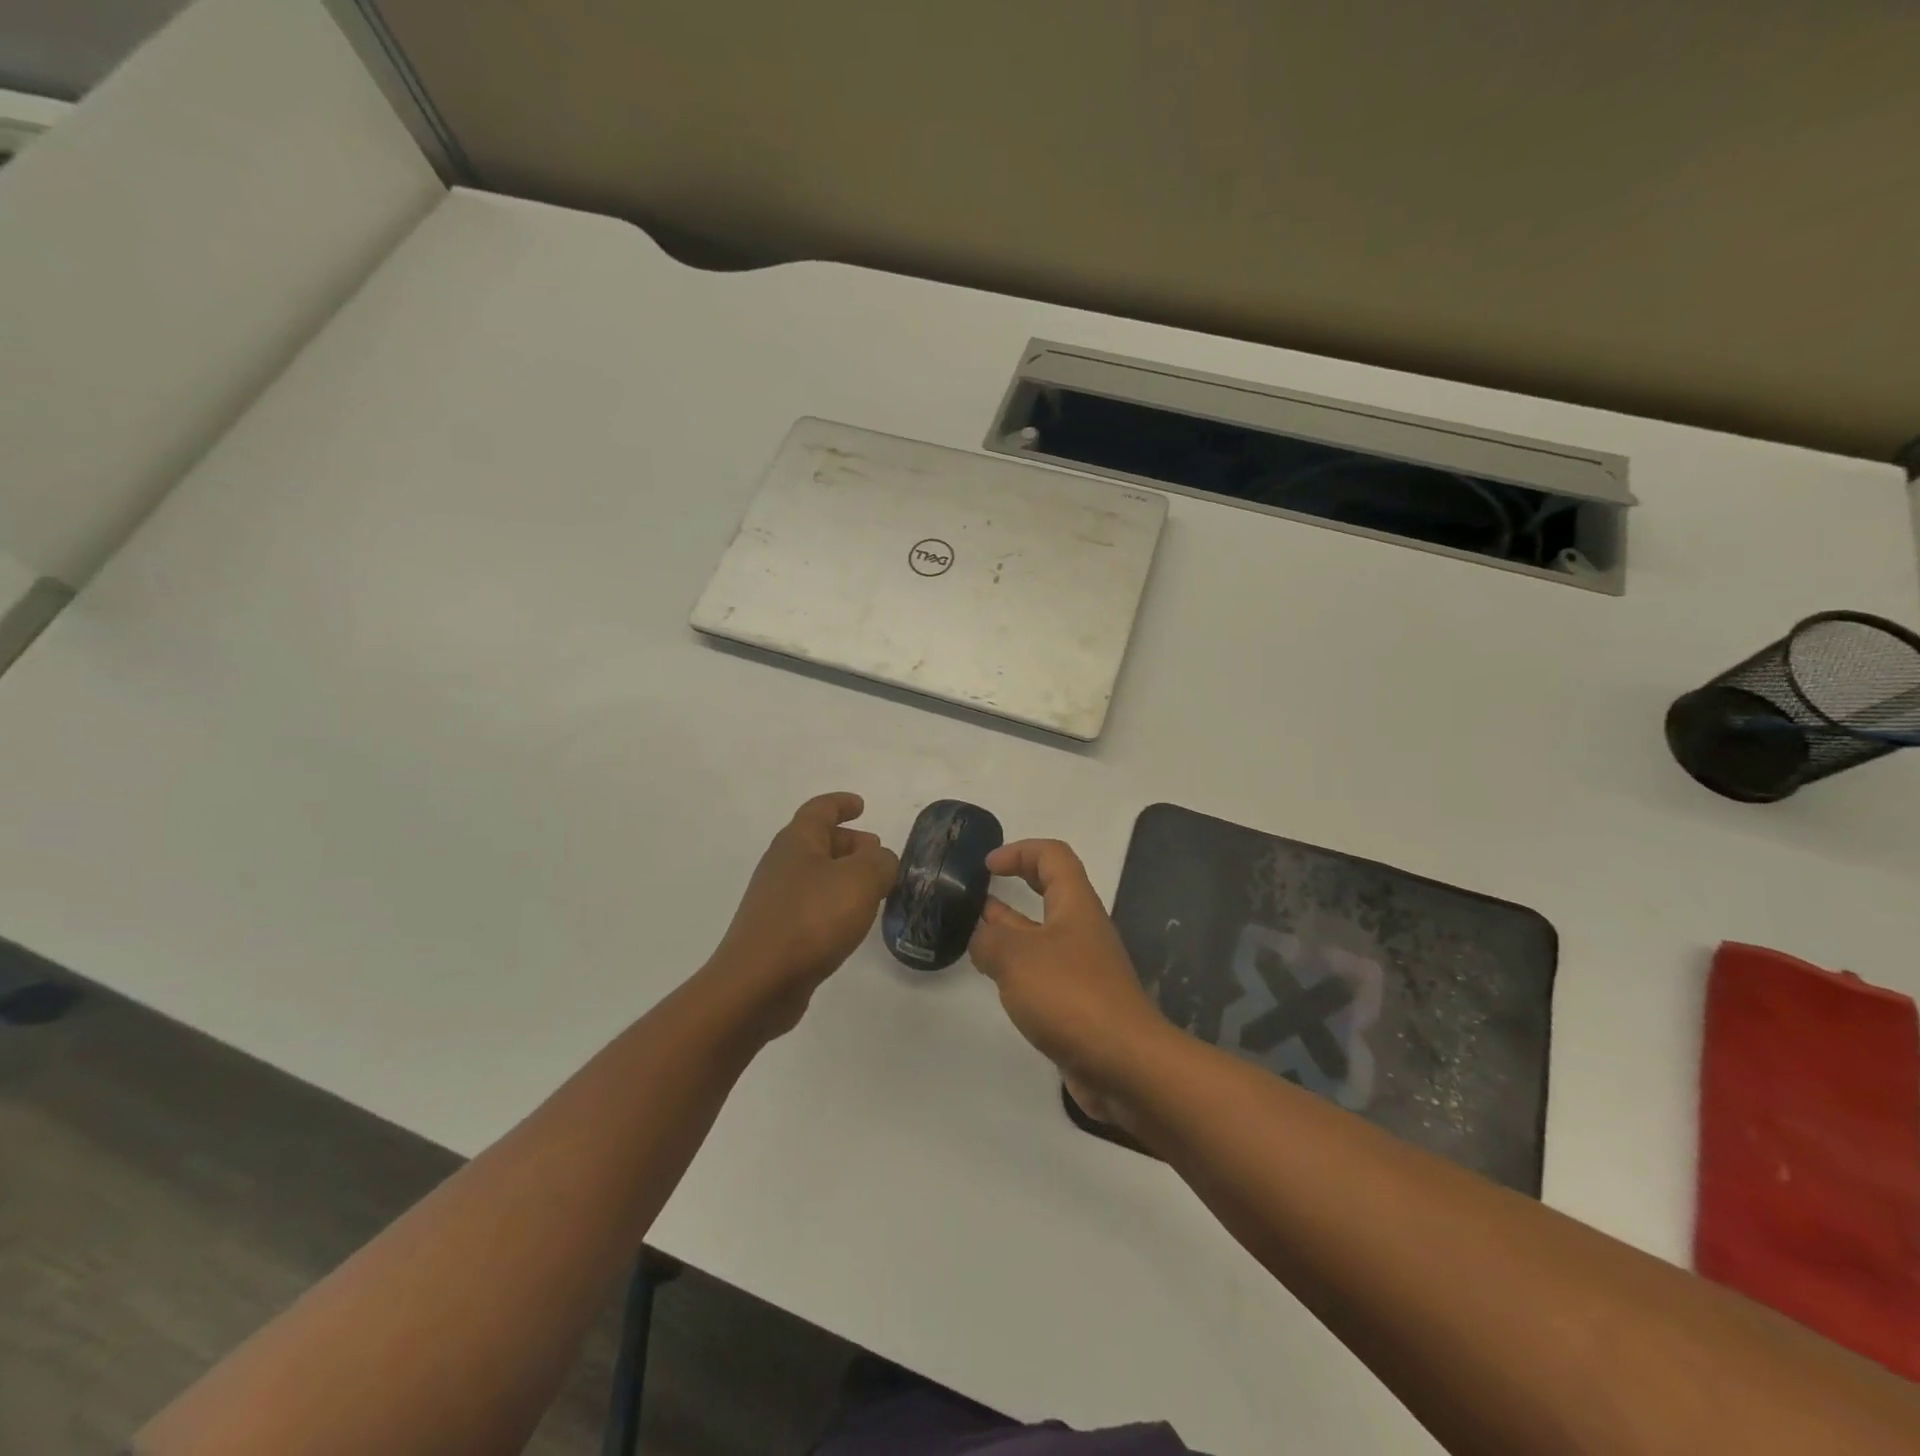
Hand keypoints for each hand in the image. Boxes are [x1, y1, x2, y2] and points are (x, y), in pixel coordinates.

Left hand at [708, 793, 898, 1038]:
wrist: (758, 983)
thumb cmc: (811, 919)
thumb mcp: (861, 880)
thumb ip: (880, 862)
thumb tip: (881, 861)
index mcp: (797, 841)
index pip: (820, 809)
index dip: (841, 804)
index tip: (861, 806)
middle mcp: (782, 864)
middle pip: (818, 842)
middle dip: (850, 844)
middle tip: (878, 856)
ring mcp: (775, 900)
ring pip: (816, 876)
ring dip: (844, 876)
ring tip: (873, 891)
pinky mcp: (777, 932)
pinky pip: (811, 905)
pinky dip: (834, 904)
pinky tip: (850, 923)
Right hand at [968, 839, 1171, 1123]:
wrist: (1125, 1064)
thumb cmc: (1071, 996)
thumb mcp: (1017, 958)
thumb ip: (989, 940)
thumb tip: (980, 937)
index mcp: (1075, 905)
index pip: (1053, 856)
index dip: (1020, 850)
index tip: (987, 865)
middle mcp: (1082, 930)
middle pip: (1051, 890)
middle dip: (1017, 882)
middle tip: (980, 889)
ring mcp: (1082, 967)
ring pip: (1043, 933)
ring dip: (1011, 927)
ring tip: (974, 931)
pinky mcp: (1078, 1002)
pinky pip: (1043, 970)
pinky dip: (1017, 966)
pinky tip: (994, 976)